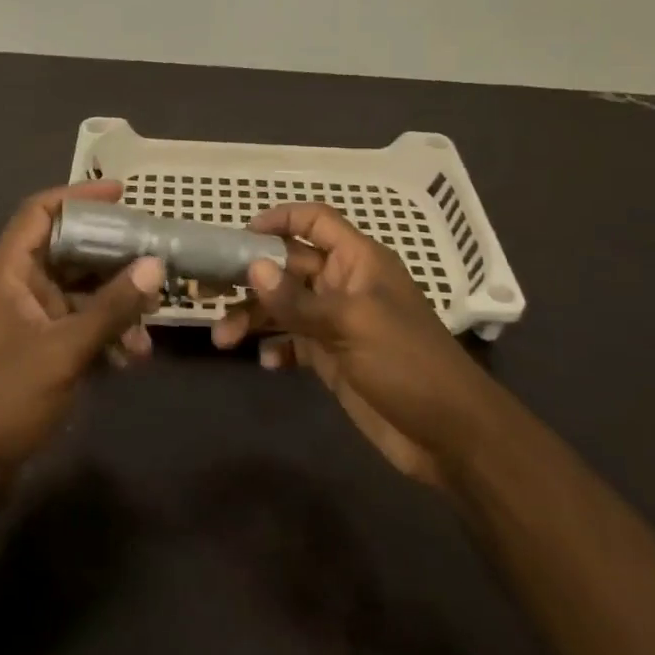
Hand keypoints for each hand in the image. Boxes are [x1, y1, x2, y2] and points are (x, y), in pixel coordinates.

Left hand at [0, 181, 163, 474]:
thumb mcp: (64, 349)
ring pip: (80, 287)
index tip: (122, 193)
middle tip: (153, 253)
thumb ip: (112, 307)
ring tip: (151, 320)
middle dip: (112, 254)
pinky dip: (106, 329)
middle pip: (68, 247)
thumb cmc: (8, 397)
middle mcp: (16, 283)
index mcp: (6, 271)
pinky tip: (133, 354)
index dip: (78, 195)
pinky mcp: (41, 341)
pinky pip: (80, 319)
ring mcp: (29, 314)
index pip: (40, 212)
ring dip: (115, 301)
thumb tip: (156, 265)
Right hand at [211, 203, 480, 485]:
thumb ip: (298, 299)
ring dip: (253, 318)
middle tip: (206, 291)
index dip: (281, 219)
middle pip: (288, 266)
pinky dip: (276, 347)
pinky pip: (294, 342)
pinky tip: (265, 362)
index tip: (241, 234)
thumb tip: (252, 268)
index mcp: (359, 261)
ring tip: (221, 339)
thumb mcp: (351, 325)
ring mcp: (337, 323)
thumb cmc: (407, 363)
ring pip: (284, 307)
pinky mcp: (332, 358)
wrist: (449, 435)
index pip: (316, 222)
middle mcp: (344, 285)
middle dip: (250, 277)